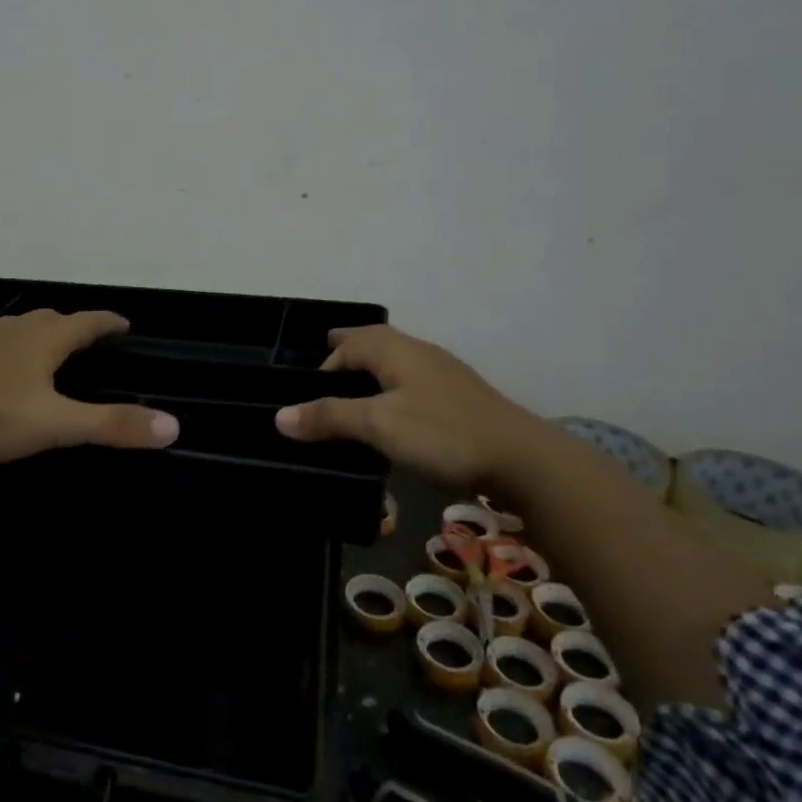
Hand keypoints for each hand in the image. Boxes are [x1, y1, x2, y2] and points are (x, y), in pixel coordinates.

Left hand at [0, 310, 179, 463]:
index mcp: (42, 342)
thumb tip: (172, 426)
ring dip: (25, 331)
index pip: (85, 323)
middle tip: (82, 335)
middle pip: (47, 319)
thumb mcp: (58, 425)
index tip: (124, 323)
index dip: (107, 322)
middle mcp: (10, 334)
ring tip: (33, 339)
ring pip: (6, 328)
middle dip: (68, 324)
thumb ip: (112, 425)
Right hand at [273, 324, 545, 489]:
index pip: (350, 344)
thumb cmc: (442, 434)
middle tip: (327, 363)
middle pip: (376, 342)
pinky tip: (396, 414)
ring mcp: (444, 375)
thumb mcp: (379, 425)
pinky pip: (413, 382)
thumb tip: (279, 415)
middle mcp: (420, 353)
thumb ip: (330, 417)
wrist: (522, 459)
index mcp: (397, 351)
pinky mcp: (461, 399)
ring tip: (355, 390)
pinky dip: (393, 388)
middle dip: (349, 349)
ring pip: (397, 362)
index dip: (327, 363)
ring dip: (372, 369)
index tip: (311, 394)